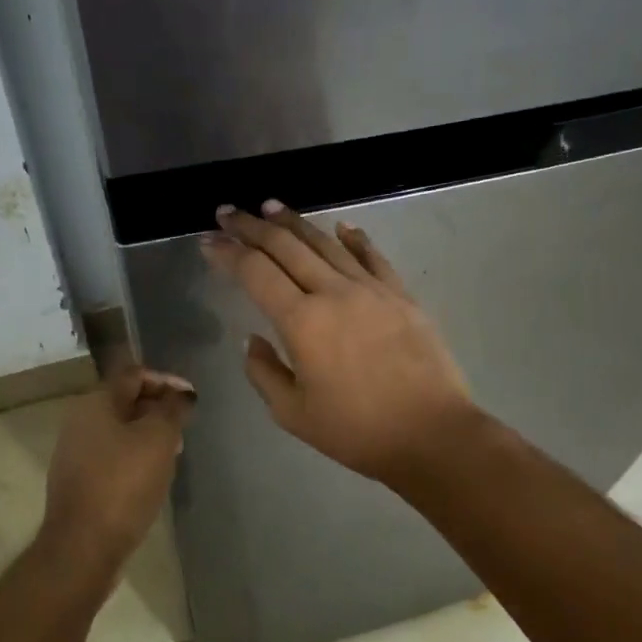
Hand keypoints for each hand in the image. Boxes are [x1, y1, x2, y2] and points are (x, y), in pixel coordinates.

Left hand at [41, 365, 195, 564]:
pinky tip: (152, 476)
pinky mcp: (79, 480)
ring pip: (120, 430)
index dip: (166, 380)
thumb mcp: (158, 439)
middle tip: (185, 427)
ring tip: (174, 452)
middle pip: (126, 401)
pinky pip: (112, 455)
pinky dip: (135, 456)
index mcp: (95, 403)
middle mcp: (79, 421)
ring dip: (149, 434)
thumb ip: (172, 409)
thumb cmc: (124, 484)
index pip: (134, 375)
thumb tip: (182, 394)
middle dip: (159, 408)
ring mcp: (76, 452)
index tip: (192, 399)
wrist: (83, 546)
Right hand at [200, 201, 478, 486]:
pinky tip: (342, 226)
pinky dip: (355, 238)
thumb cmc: (357, 431)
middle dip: (253, 227)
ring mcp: (371, 289)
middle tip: (229, 212)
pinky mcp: (401, 295)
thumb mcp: (293, 414)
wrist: (432, 434)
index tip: (208, 240)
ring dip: (296, 223)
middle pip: (286, 247)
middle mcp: (333, 292)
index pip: (256, 273)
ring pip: (326, 244)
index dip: (228, 253)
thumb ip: (265, 373)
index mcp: (301, 321)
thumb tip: (253, 341)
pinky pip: (372, 257)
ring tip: (272, 207)